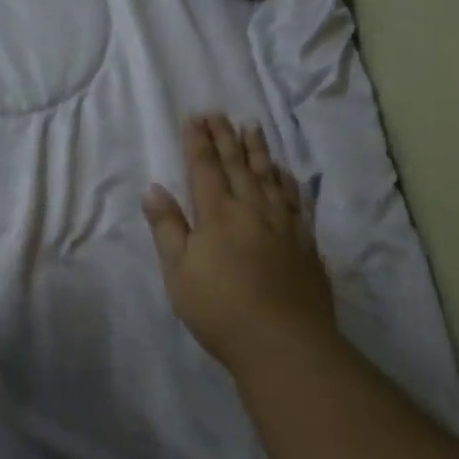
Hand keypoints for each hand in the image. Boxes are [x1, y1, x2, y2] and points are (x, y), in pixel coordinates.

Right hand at [142, 115, 336, 369]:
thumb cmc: (220, 309)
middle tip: (218, 113)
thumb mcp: (178, 272)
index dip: (198, 141)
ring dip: (257, 150)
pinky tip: (285, 172)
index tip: (193, 118)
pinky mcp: (304, 243)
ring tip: (252, 126)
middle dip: (225, 137)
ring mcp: (283, 225)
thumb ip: (168, 228)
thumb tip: (154, 189)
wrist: (284, 344)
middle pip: (237, 165)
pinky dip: (287, 181)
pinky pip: (294, 200)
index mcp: (217, 214)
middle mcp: (251, 210)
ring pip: (268, 176)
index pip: (205, 168)